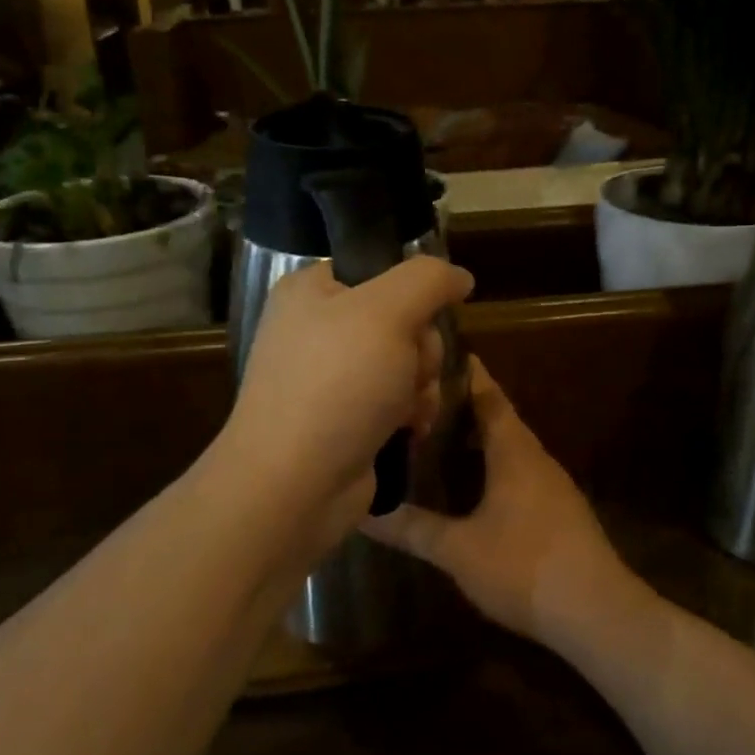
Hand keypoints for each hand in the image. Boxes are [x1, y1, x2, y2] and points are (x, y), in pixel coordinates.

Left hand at [222, 258, 473, 549]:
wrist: (294, 484)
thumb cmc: (336, 385)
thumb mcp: (386, 313)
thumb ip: (428, 280)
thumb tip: (459, 276)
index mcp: (312, 291)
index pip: (380, 270)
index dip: (412, 295)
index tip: (420, 319)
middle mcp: (318, 330)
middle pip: (404, 321)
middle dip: (420, 352)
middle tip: (409, 373)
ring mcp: (331, 378)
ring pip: (408, 365)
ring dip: (421, 388)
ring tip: (407, 412)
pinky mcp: (346, 419)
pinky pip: (398, 402)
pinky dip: (410, 416)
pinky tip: (407, 432)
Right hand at [365, 359, 636, 644]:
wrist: (597, 613)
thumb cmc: (524, 567)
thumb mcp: (458, 550)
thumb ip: (412, 528)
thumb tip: (363, 513)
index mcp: (514, 452)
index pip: (488, 396)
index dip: (465, 373)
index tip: (437, 354)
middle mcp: (536, 458)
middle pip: (499, 418)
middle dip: (464, 406)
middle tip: (422, 401)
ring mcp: (553, 486)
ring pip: (511, 447)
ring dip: (480, 438)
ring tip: (439, 438)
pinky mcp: (560, 511)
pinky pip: (521, 472)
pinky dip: (494, 466)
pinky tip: (473, 486)